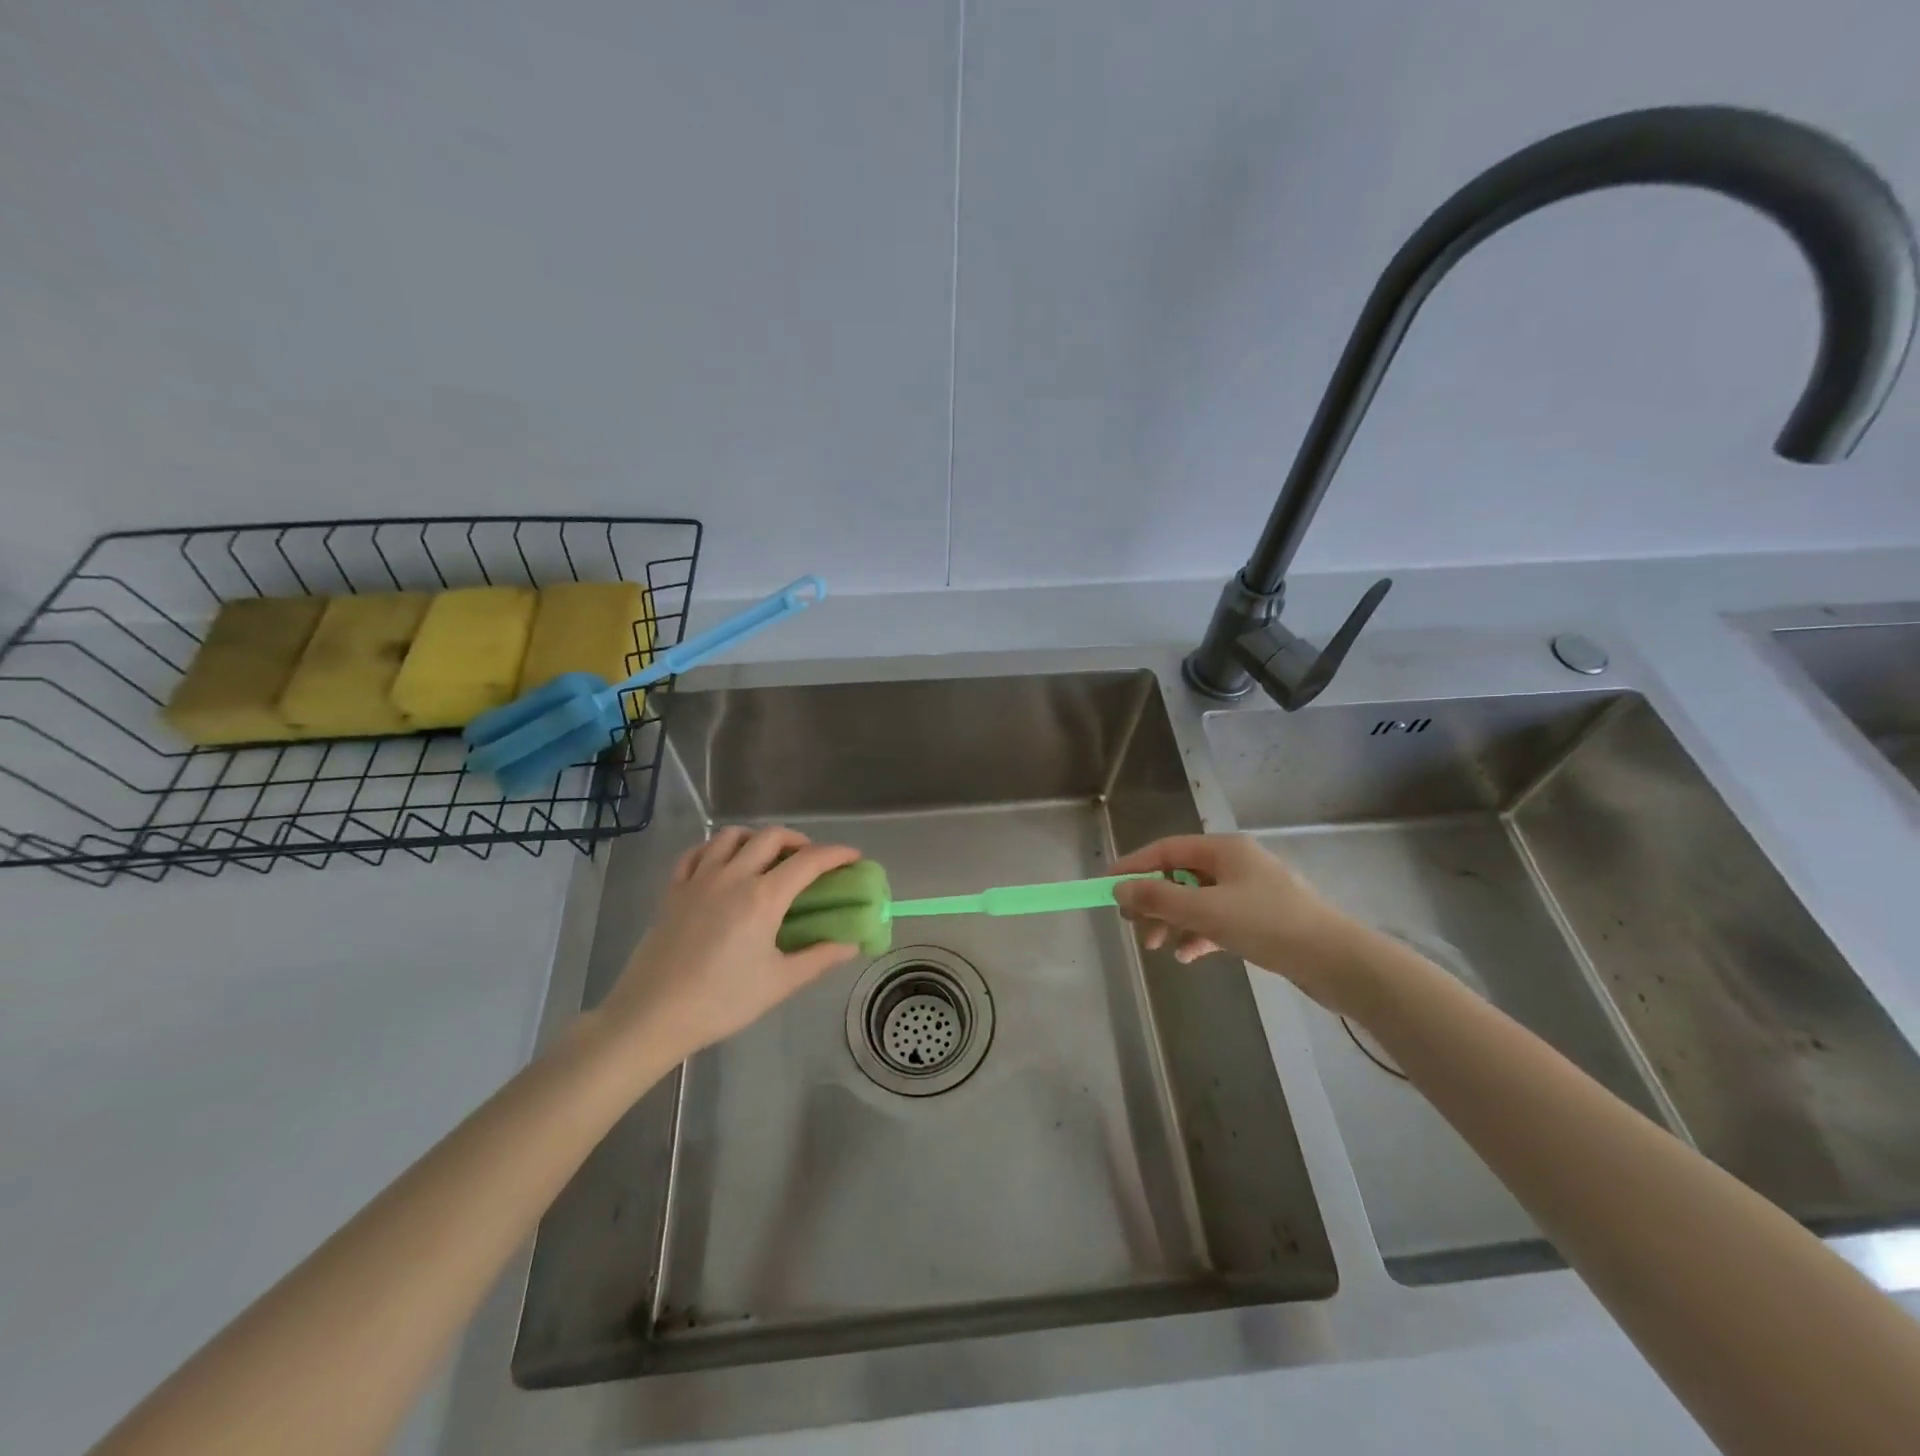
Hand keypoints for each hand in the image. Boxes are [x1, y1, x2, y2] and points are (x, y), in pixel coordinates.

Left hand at [594, 825, 862, 1071]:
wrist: (652, 1015)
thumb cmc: (721, 1001)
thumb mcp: (779, 983)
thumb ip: (819, 957)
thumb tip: (851, 944)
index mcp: (763, 897)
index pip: (809, 861)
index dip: (836, 854)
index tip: (854, 857)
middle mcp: (733, 876)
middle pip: (771, 836)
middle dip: (798, 840)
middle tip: (810, 860)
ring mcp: (699, 879)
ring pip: (731, 836)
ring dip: (756, 838)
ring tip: (767, 858)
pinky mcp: (673, 890)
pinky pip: (697, 852)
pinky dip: (716, 849)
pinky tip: (723, 864)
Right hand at [1111, 834, 1368, 1012]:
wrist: (1337, 961)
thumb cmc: (1268, 924)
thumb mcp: (1206, 910)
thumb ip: (1158, 898)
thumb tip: (1119, 889)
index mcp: (1224, 849)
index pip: (1165, 849)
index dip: (1134, 866)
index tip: (1107, 885)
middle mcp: (1235, 863)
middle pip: (1179, 875)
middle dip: (1153, 900)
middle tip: (1132, 925)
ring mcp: (1250, 892)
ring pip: (1197, 901)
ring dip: (1173, 921)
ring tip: (1157, 947)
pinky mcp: (1260, 919)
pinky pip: (1217, 921)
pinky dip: (1198, 935)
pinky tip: (1188, 956)